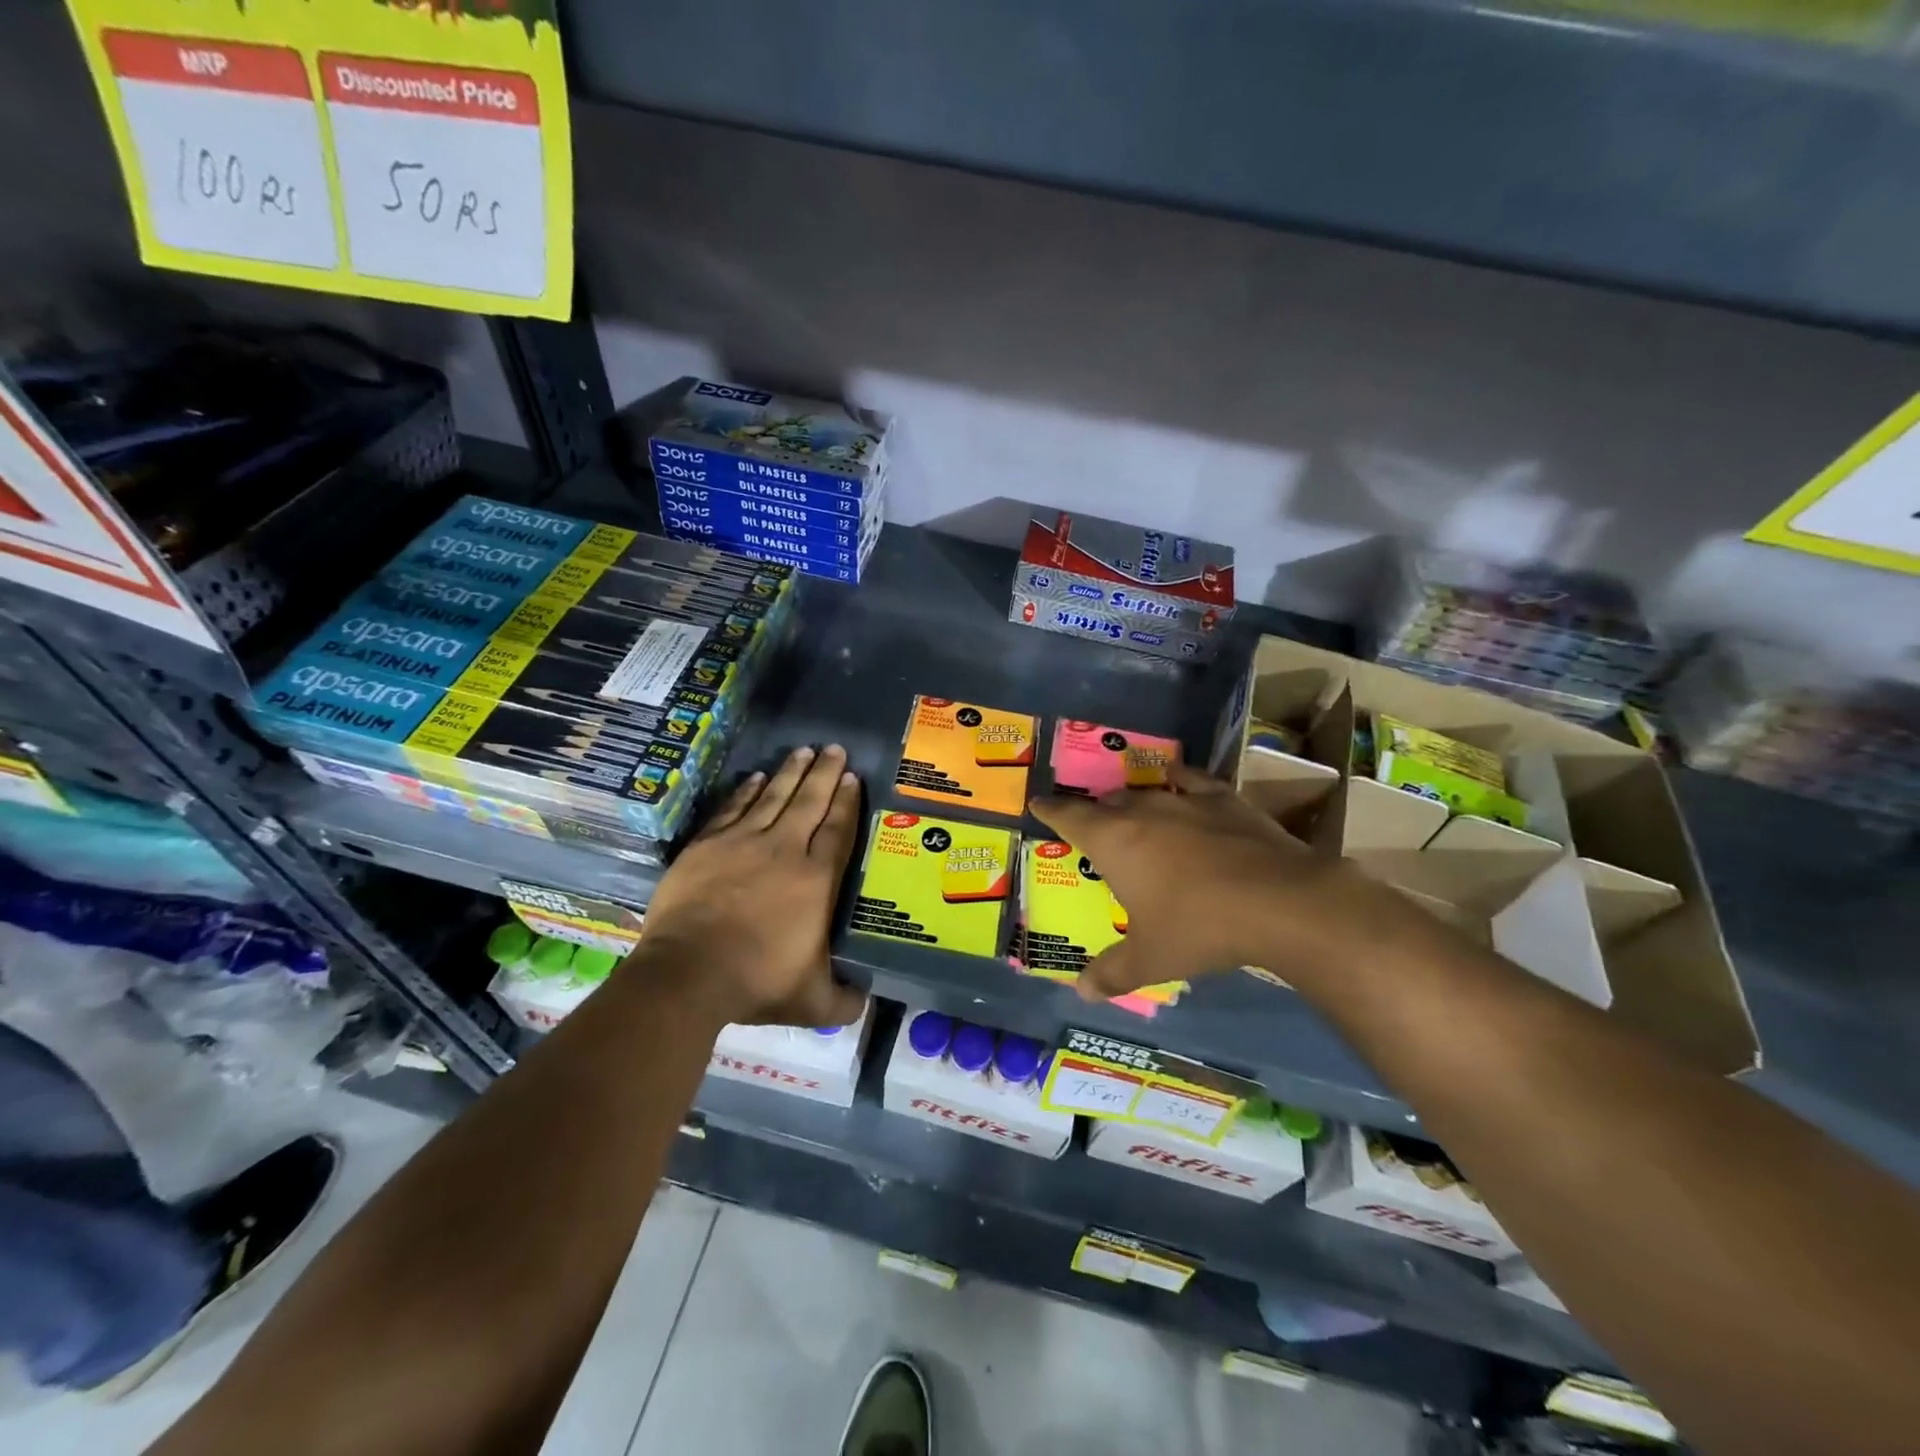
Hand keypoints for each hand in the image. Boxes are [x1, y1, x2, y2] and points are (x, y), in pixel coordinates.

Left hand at [636, 744, 866, 1027]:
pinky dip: (747, 790)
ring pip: (774, 797)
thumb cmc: (757, 982)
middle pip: (810, 802)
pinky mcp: (707, 846)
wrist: (688, 974)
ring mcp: (743, 843)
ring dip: (791, 772)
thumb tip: (866, 1003)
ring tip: (804, 751)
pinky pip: (733, 808)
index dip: (847, 802)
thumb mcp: (812, 1001)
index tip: (853, 777)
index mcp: (816, 880)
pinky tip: (757, 777)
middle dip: (825, 773)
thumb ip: (844, 1000)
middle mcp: (784, 850)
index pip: (838, 830)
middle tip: (835, 748)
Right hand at [1029, 762, 1340, 1002]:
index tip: (1038, 802)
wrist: (1278, 902)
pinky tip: (1181, 781)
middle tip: (1093, 825)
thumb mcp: (1151, 960)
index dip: (1050, 810)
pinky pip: (1192, 780)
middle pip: (1107, 803)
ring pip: (1146, 791)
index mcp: (1113, 841)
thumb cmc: (1199, 928)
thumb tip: (1081, 993)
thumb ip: (1112, 973)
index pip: (1069, 817)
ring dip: (1134, 799)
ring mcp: (1185, 800)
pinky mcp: (1224, 799)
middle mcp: (1142, 811)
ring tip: (1131, 809)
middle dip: (1096, 812)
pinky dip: (1180, 779)